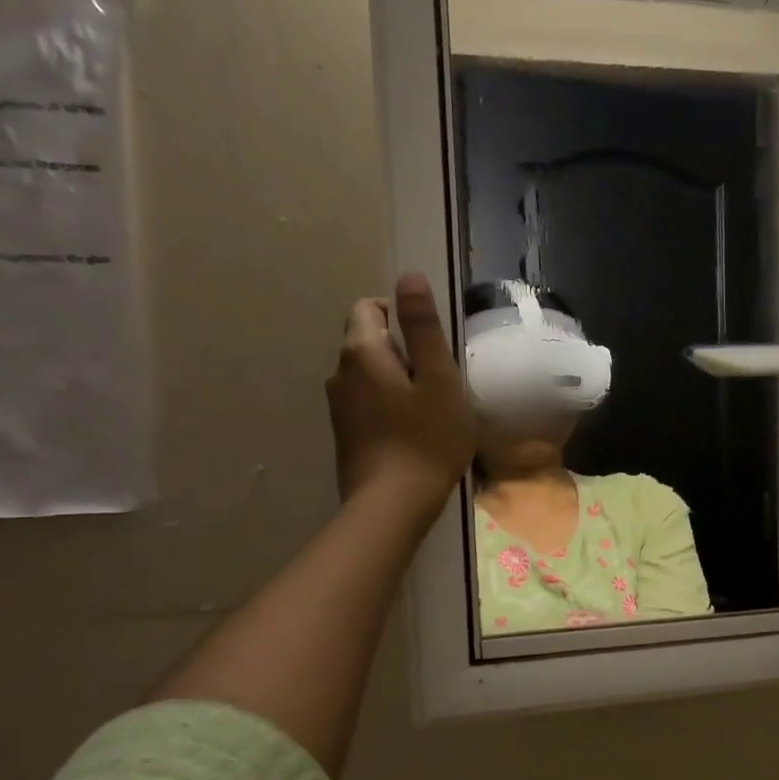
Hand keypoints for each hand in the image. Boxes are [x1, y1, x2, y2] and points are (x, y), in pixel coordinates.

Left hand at [326, 271, 475, 509]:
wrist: (393, 504)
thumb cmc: (427, 437)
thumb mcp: (438, 377)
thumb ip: (423, 326)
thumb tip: (409, 275)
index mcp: (361, 351)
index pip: (370, 306)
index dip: (402, 316)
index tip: (432, 347)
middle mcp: (340, 372)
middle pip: (369, 339)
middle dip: (403, 349)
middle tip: (439, 380)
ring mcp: (338, 405)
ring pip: (369, 372)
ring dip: (397, 378)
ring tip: (430, 407)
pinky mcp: (345, 432)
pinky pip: (367, 400)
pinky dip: (389, 403)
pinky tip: (414, 430)